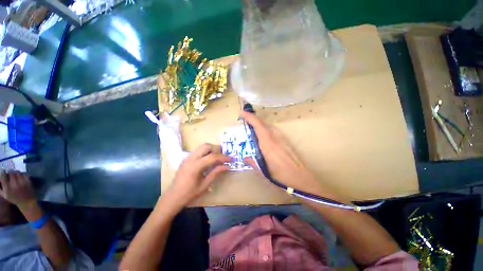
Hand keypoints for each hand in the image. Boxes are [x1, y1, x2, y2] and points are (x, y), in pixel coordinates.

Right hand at [0, 171, 36, 207]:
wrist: (27, 202)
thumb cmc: (15, 199)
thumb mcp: (5, 195)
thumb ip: (0, 188)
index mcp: (7, 187)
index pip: (3, 176)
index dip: (3, 172)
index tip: (3, 171)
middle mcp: (14, 184)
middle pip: (11, 172)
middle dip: (10, 172)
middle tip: (10, 173)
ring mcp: (22, 182)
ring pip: (18, 172)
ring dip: (16, 172)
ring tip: (15, 175)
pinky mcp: (28, 181)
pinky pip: (24, 174)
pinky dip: (22, 174)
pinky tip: (21, 176)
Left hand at [165, 143, 229, 209]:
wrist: (173, 196)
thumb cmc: (190, 193)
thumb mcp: (205, 184)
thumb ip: (216, 173)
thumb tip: (227, 166)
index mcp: (195, 166)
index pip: (212, 157)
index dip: (223, 157)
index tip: (231, 159)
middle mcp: (191, 158)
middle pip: (206, 146)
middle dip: (217, 149)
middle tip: (223, 157)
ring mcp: (187, 157)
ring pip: (202, 147)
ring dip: (211, 150)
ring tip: (217, 158)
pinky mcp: (186, 158)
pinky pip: (198, 150)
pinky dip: (205, 152)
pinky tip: (208, 160)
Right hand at [241, 111, 327, 195]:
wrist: (301, 178)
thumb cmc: (281, 176)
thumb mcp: (263, 171)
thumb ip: (253, 162)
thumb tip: (245, 158)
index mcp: (268, 144)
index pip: (258, 125)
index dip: (249, 117)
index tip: (241, 112)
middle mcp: (275, 137)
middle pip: (263, 123)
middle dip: (253, 119)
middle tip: (245, 120)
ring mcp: (282, 138)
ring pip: (268, 126)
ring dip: (259, 124)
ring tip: (252, 127)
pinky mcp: (286, 141)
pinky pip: (273, 131)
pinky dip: (266, 129)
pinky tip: (263, 136)